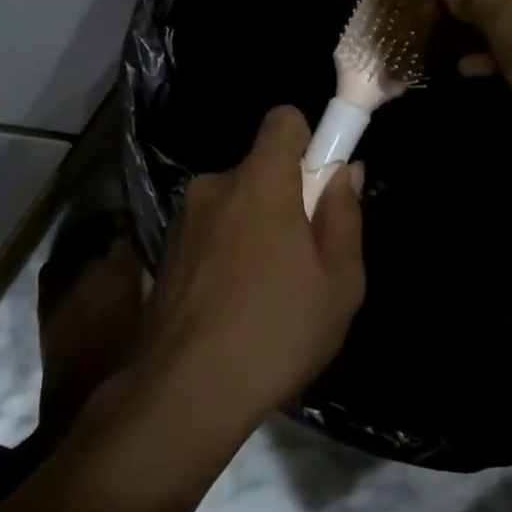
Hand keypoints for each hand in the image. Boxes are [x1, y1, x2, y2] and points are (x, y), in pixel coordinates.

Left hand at [139, 106, 365, 422]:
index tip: (319, 184)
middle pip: (260, 168)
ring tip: (267, 291)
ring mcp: (184, 218)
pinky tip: (234, 304)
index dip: (308, 141)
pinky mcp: (166, 250)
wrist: (186, 391)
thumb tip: (344, 172)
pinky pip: (211, 231)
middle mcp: (215, 185)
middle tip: (302, 256)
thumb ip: (344, 216)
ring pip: (235, 203)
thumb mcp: (339, 281)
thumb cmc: (277, 330)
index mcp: (259, 181)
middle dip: (285, 196)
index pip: (282, 120)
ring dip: (255, 227)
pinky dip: (228, 250)